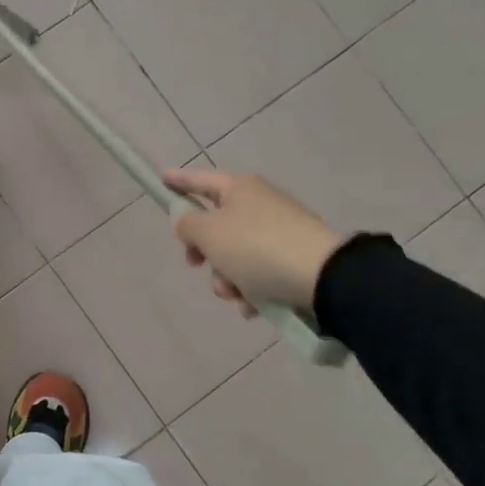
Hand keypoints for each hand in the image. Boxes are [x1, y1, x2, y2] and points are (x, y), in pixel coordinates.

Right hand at [162, 169, 349, 318]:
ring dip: (227, 279)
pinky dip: (251, 290)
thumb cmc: (256, 248)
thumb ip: (188, 225)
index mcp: (239, 189)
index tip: (162, 179)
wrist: (322, 277)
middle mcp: (260, 204)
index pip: (200, 181)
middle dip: (205, 253)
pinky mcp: (294, 258)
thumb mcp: (209, 234)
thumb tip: (187, 220)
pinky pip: (259, 273)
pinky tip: (255, 306)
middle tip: (197, 264)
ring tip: (237, 295)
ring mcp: (279, 231)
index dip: (179, 181)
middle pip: (216, 226)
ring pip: (235, 256)